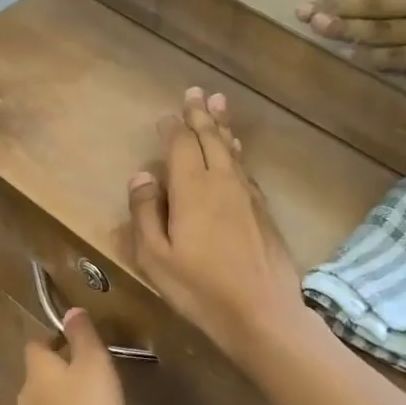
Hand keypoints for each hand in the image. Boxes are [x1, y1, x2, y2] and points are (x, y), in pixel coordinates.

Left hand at [18, 307, 124, 404]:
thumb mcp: (92, 361)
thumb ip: (82, 334)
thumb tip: (70, 311)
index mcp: (35, 368)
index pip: (35, 344)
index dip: (53, 338)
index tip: (77, 340)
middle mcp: (27, 392)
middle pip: (40, 371)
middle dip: (61, 366)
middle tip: (91, 365)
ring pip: (48, 396)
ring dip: (66, 391)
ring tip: (95, 391)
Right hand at [127, 88, 310, 366]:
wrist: (263, 312)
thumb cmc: (200, 289)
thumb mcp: (155, 257)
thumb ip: (146, 213)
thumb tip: (142, 175)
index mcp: (192, 189)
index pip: (180, 146)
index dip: (173, 128)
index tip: (166, 114)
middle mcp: (222, 181)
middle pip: (210, 139)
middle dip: (200, 115)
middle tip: (197, 92)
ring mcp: (247, 194)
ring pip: (232, 151)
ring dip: (222, 127)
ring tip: (218, 106)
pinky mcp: (263, 211)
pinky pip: (245, 168)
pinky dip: (236, 152)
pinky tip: (235, 152)